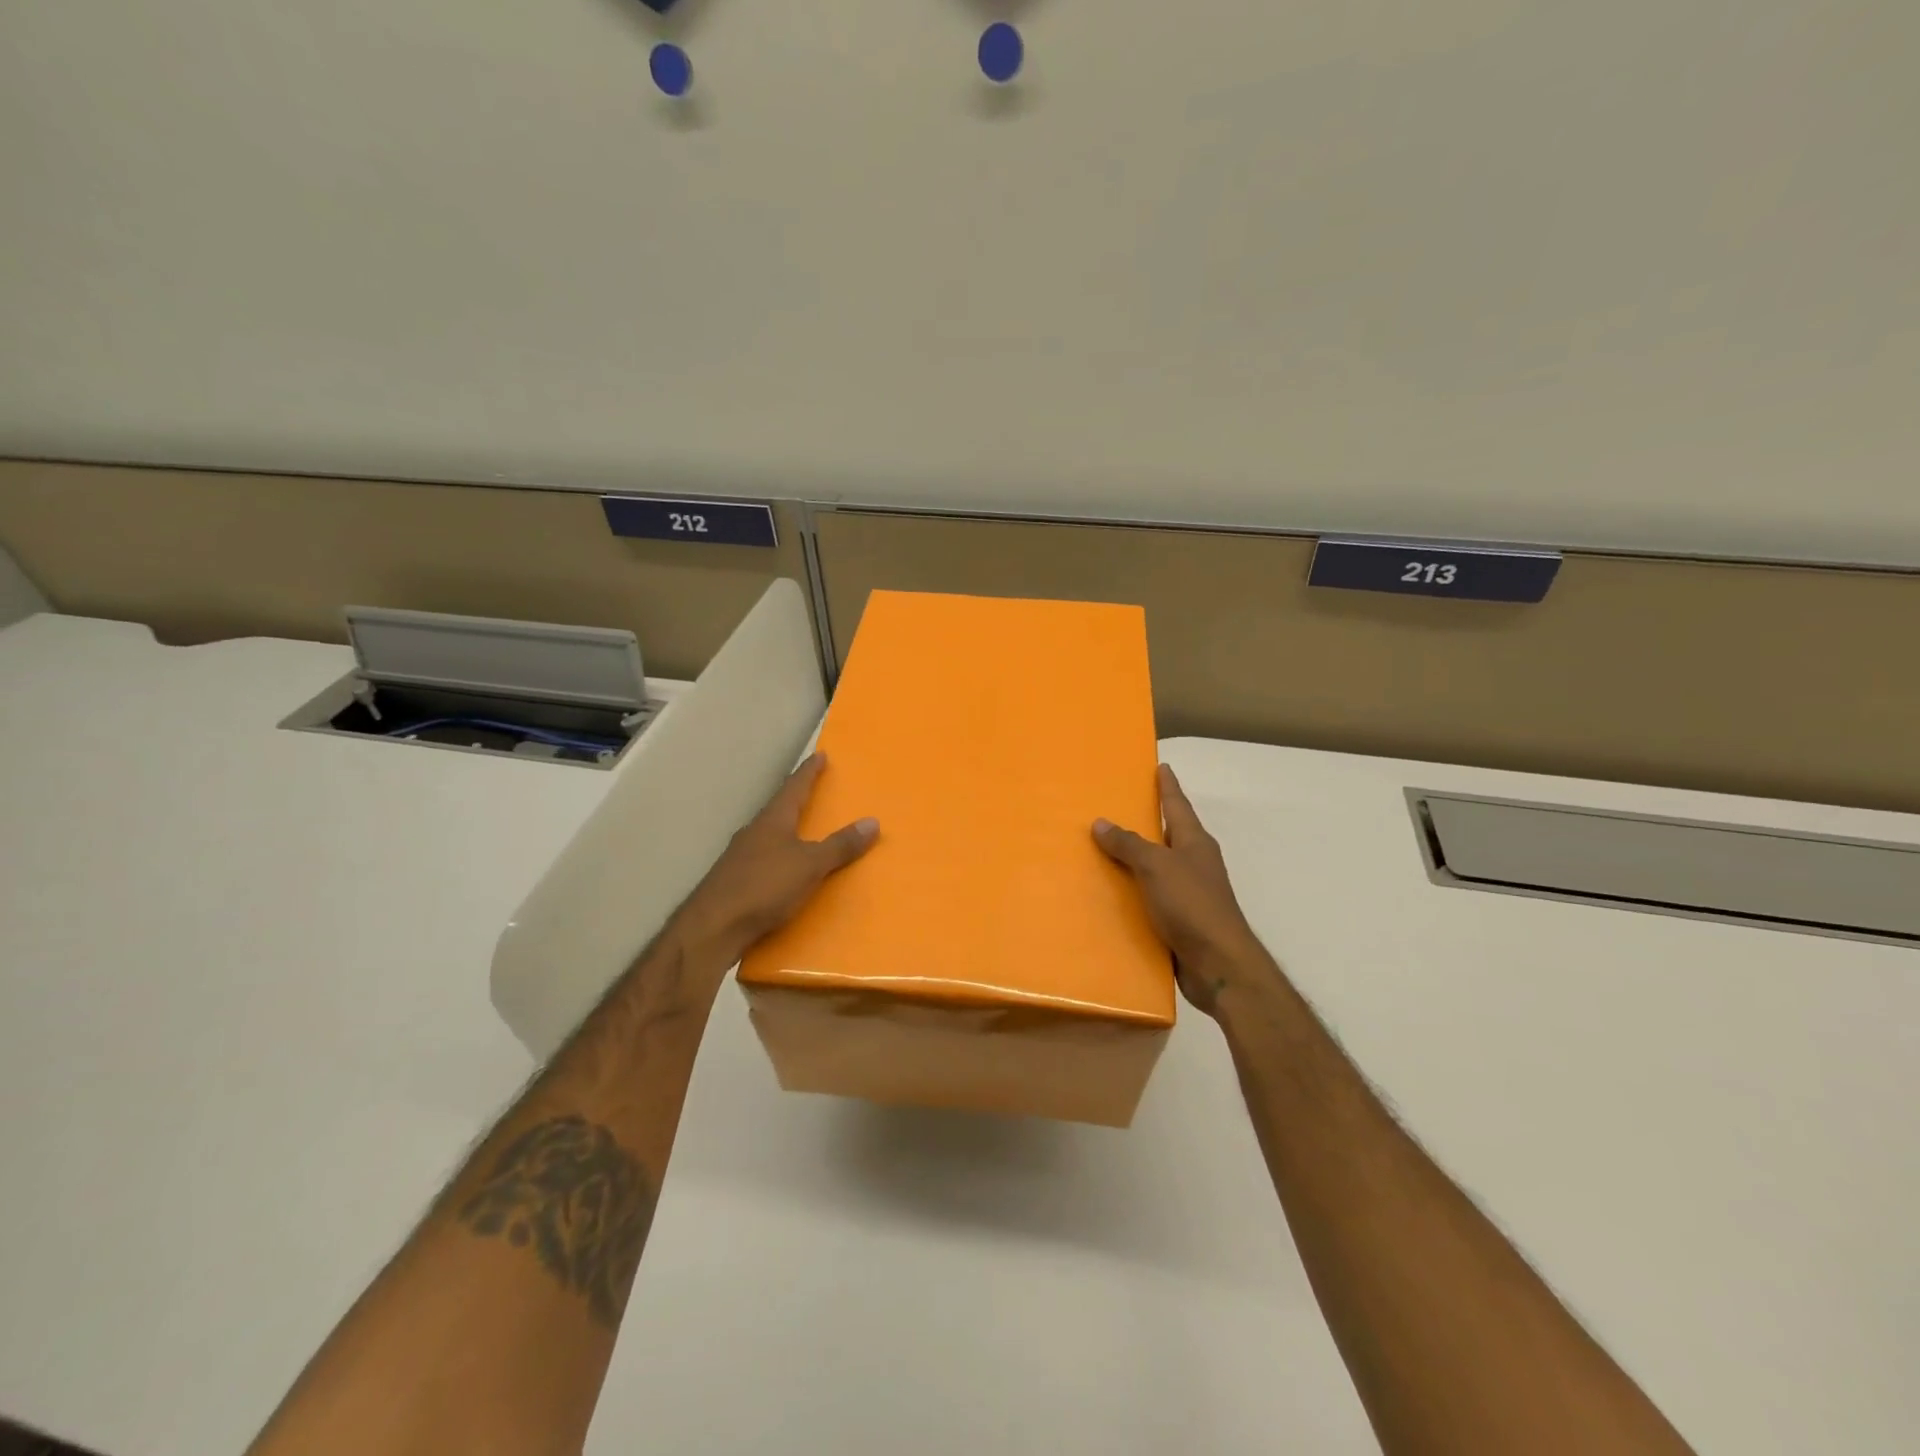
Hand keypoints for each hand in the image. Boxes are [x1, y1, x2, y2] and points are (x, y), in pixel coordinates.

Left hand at [678, 753, 877, 960]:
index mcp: (773, 821)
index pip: (794, 787)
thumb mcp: (810, 865)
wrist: (713, 927)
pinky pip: (764, 861)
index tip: (820, 755)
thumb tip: (872, 821)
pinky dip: (779, 860)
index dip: (809, 772)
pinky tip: (786, 873)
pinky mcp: (734, 882)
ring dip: (787, 832)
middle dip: (797, 800)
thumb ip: (840, 845)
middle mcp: (754, 832)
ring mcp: (740, 857)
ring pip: (769, 836)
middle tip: (815, 793)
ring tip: (804, 834)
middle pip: (779, 809)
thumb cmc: (764, 887)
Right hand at [1093, 764, 1265, 1013]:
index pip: (1177, 805)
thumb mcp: (1157, 867)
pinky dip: (1133, 893)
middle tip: (1118, 806)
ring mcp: (1189, 894)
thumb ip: (1129, 845)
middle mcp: (1194, 864)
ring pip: (1158, 868)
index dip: (1168, 786)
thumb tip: (1101, 823)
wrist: (1218, 965)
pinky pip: (1151, 898)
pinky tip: (1111, 895)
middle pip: (1168, 835)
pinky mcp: (1181, 921)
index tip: (1161, 766)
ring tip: (1103, 850)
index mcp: (1195, 843)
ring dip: (1135, 860)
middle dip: (1147, 822)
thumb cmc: (1192, 905)